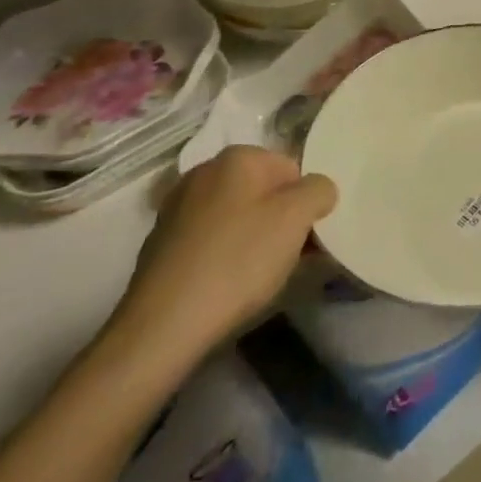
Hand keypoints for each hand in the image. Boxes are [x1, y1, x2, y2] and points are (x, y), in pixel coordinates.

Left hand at [99, 148, 336, 384]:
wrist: (163, 325)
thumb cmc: (238, 261)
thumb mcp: (296, 218)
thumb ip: (319, 190)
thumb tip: (318, 190)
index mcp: (238, 156)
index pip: (292, 170)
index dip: (305, 204)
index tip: (306, 238)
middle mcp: (204, 171)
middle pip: (263, 191)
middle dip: (280, 220)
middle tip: (286, 257)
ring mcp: (178, 206)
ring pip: (236, 215)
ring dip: (253, 237)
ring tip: (257, 276)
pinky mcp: (161, 242)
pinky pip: (210, 238)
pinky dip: (224, 254)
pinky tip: (226, 284)